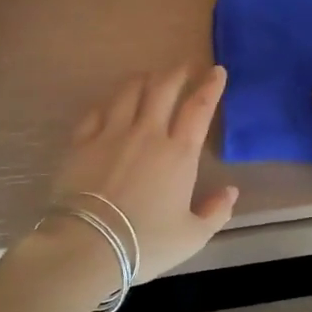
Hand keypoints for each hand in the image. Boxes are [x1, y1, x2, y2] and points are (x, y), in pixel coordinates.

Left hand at [46, 65, 238, 281]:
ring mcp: (111, 134)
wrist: (89, 245)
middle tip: (185, 66)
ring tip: (150, 77)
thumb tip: (230, 191)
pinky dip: (110, 103)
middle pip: (163, 88)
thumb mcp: (192, 237)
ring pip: (129, 92)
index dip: (210, 86)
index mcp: (179, 153)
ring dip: (144, 79)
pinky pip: (97, 111)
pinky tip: (112, 103)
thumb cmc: (146, 243)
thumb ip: (215, 212)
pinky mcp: (81, 143)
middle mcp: (147, 133)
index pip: (199, 108)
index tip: (216, 71)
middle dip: (177, 72)